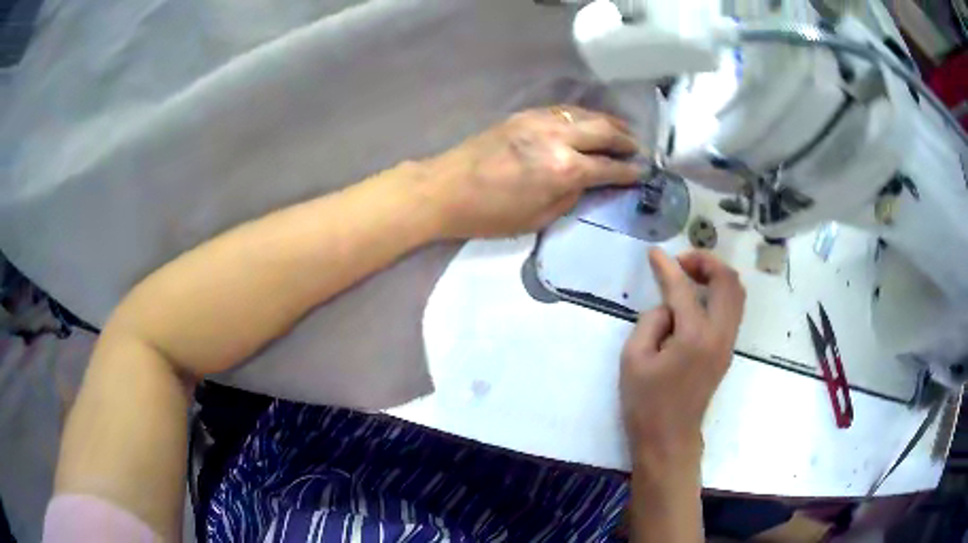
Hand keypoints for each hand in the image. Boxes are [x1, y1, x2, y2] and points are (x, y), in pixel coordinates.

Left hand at [418, 106, 641, 238]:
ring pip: (586, 115)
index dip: (629, 171)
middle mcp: (558, 138)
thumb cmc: (490, 214)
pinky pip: (564, 110)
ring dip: (609, 122)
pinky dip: (583, 116)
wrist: (445, 189)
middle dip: (626, 140)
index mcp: (563, 169)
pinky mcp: (524, 114)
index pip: (609, 167)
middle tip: (638, 149)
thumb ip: (571, 195)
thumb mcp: (538, 217)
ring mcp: (540, 120)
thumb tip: (590, 181)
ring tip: (622, 131)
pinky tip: (588, 122)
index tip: (643, 172)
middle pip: (604, 131)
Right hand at [620, 249, 745, 470]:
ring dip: (716, 275)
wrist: (669, 438)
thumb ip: (651, 321)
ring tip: (689, 275)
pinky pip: (732, 308)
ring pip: (736, 293)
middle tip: (680, 263)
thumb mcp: (633, 359)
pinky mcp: (727, 350)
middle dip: (705, 262)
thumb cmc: (646, 403)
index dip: (667, 266)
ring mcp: (727, 343)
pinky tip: (697, 297)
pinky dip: (719, 292)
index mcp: (694, 337)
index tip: (653, 253)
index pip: (683, 289)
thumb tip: (668, 307)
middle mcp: (719, 335)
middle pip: (727, 281)